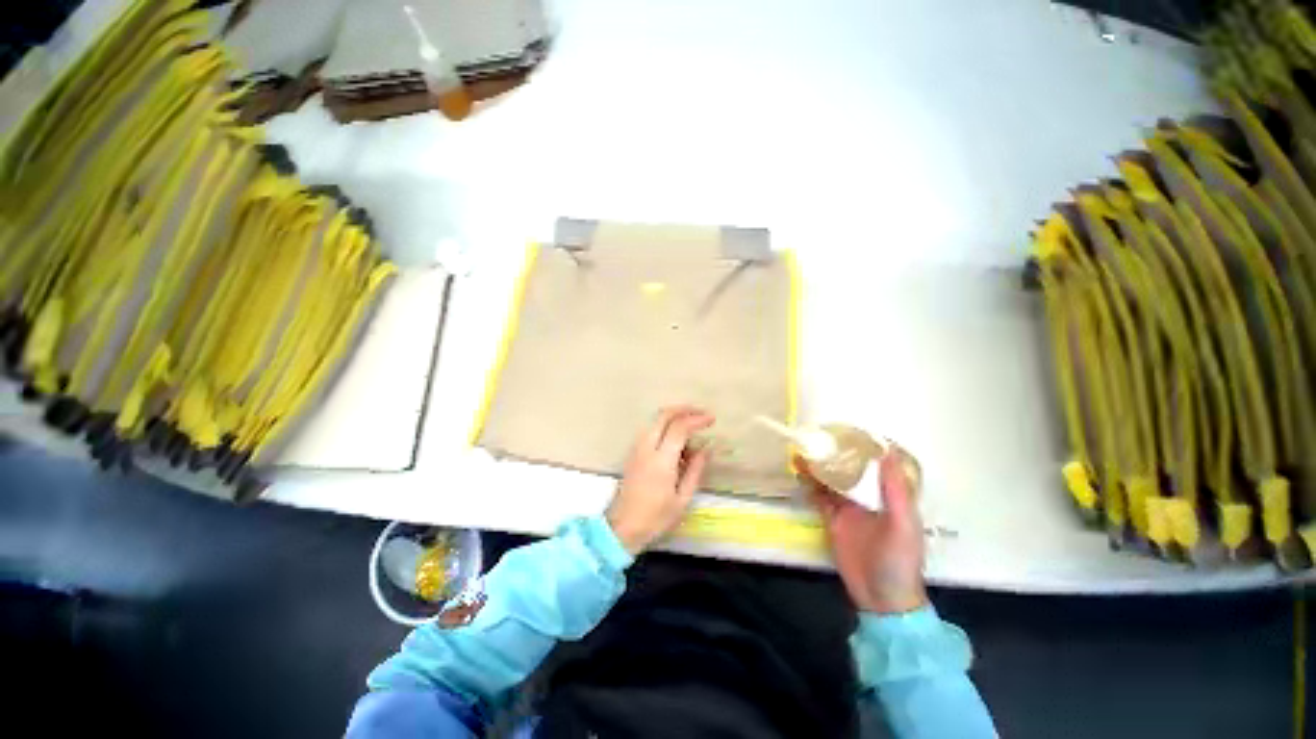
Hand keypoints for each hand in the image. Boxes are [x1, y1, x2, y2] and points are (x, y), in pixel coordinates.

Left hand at [607, 406, 714, 554]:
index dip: (697, 419)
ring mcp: (637, 448)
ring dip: (674, 417)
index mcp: (661, 460)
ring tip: (692, 427)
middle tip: (701, 413)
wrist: (621, 528)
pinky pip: (650, 430)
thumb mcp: (682, 499)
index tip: (712, 419)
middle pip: (663, 414)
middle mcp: (646, 448)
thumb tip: (706, 448)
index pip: (679, 427)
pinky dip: (665, 427)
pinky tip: (677, 441)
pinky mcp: (632, 452)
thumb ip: (695, 470)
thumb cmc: (655, 518)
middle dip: (684, 409)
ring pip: (655, 420)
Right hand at [797, 447, 926, 614]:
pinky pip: (819, 497)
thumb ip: (894, 492)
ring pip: (832, 480)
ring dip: (820, 466)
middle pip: (852, 469)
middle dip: (838, 453)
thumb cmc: (900, 562)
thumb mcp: (902, 525)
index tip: (853, 428)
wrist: (881, 600)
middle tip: (821, 434)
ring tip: (805, 448)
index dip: (868, 446)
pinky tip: (799, 471)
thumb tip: (887, 454)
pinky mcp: (833, 520)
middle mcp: (868, 498)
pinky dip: (810, 484)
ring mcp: (849, 509)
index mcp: (890, 497)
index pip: (879, 465)